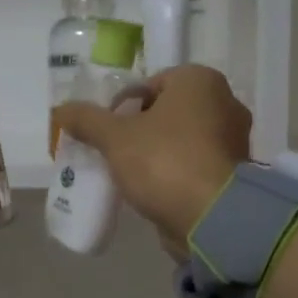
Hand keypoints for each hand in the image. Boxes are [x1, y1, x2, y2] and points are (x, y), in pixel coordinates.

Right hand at [52, 65, 249, 251]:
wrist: (212, 217)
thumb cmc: (164, 162)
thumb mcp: (114, 138)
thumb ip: (87, 120)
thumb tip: (61, 110)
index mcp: (199, 80)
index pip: (149, 84)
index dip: (121, 107)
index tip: (105, 133)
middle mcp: (224, 101)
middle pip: (167, 112)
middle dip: (139, 130)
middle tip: (114, 153)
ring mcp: (234, 138)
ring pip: (182, 139)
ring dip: (157, 153)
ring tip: (130, 175)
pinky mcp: (235, 172)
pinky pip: (195, 164)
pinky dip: (176, 173)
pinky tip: (155, 191)